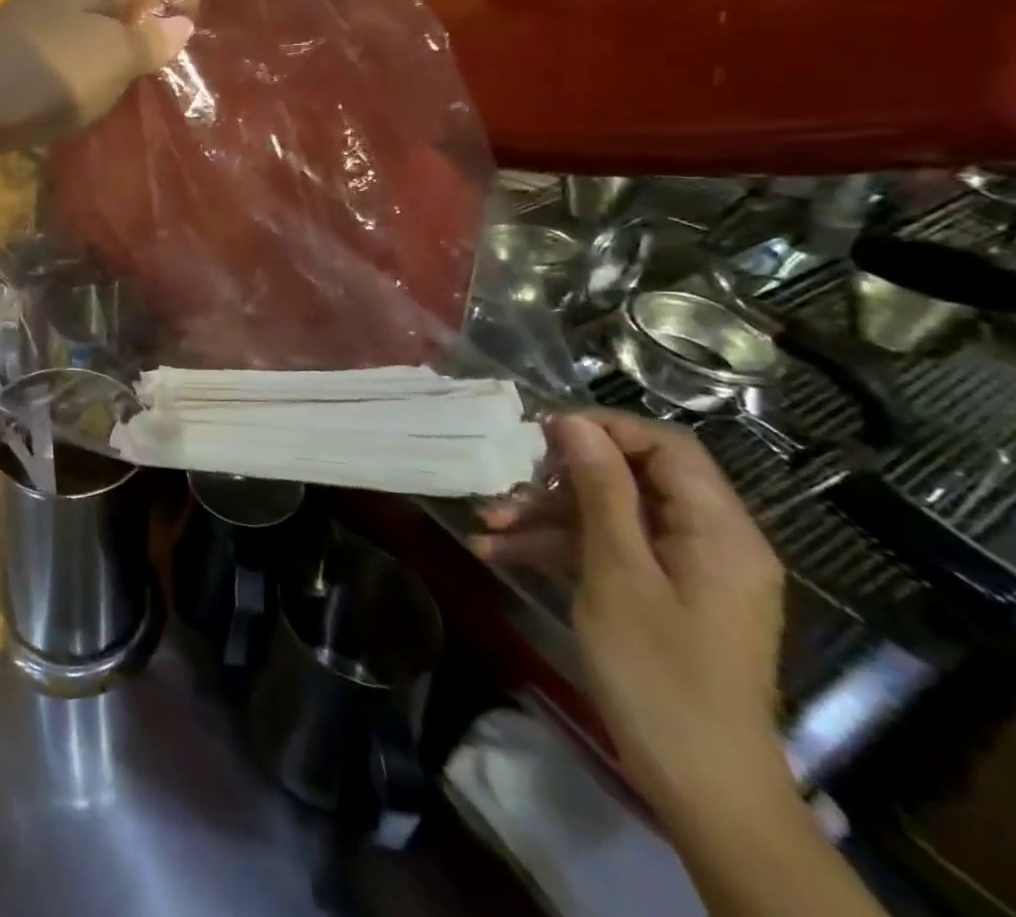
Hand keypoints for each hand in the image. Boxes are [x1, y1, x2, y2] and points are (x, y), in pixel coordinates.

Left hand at [0, 0, 200, 152]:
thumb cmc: (46, 75)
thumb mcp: (114, 59)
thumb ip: (153, 40)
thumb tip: (179, 24)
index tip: (184, 14)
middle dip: (156, 3)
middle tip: (160, 49)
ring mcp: (44, 11)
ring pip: (103, 4)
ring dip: (127, 34)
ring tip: (129, 75)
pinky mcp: (28, 42)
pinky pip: (78, 34)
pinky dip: (97, 54)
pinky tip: (92, 89)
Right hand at [475, 410, 789, 819]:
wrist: (700, 784)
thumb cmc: (658, 671)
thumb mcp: (617, 571)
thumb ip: (600, 490)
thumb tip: (574, 423)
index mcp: (719, 530)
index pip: (667, 446)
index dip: (604, 428)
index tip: (541, 433)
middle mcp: (709, 540)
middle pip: (633, 478)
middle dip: (562, 476)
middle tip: (507, 481)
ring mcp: (685, 570)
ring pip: (611, 514)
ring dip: (548, 514)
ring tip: (488, 523)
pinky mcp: (662, 594)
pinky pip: (610, 550)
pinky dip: (560, 548)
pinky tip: (502, 554)